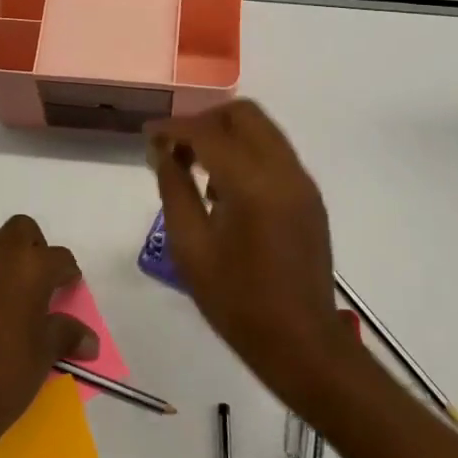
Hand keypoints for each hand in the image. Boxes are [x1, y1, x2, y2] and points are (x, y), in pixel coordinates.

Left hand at [0, 215, 98, 443]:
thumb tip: (90, 342)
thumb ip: (67, 334)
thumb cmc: (9, 371)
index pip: (59, 257)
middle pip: (20, 229)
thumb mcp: (46, 352)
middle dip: (32, 247)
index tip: (68, 287)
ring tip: (5, 290)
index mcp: (30, 266)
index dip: (67, 272)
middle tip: (36, 279)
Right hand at [148, 101, 351, 406]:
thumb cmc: (237, 302)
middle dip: (204, 120)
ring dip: (227, 135)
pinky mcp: (309, 196)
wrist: (302, 343)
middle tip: (175, 145)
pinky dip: (247, 153)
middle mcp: (283, 170)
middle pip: (243, 114)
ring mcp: (302, 182)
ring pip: (262, 130)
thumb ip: (174, 190)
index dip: (172, 128)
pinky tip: (225, 189)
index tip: (147, 135)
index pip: (207, 132)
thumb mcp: (190, 248)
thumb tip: (162, 153)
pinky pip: (275, 153)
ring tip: (196, 168)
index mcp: (252, 183)